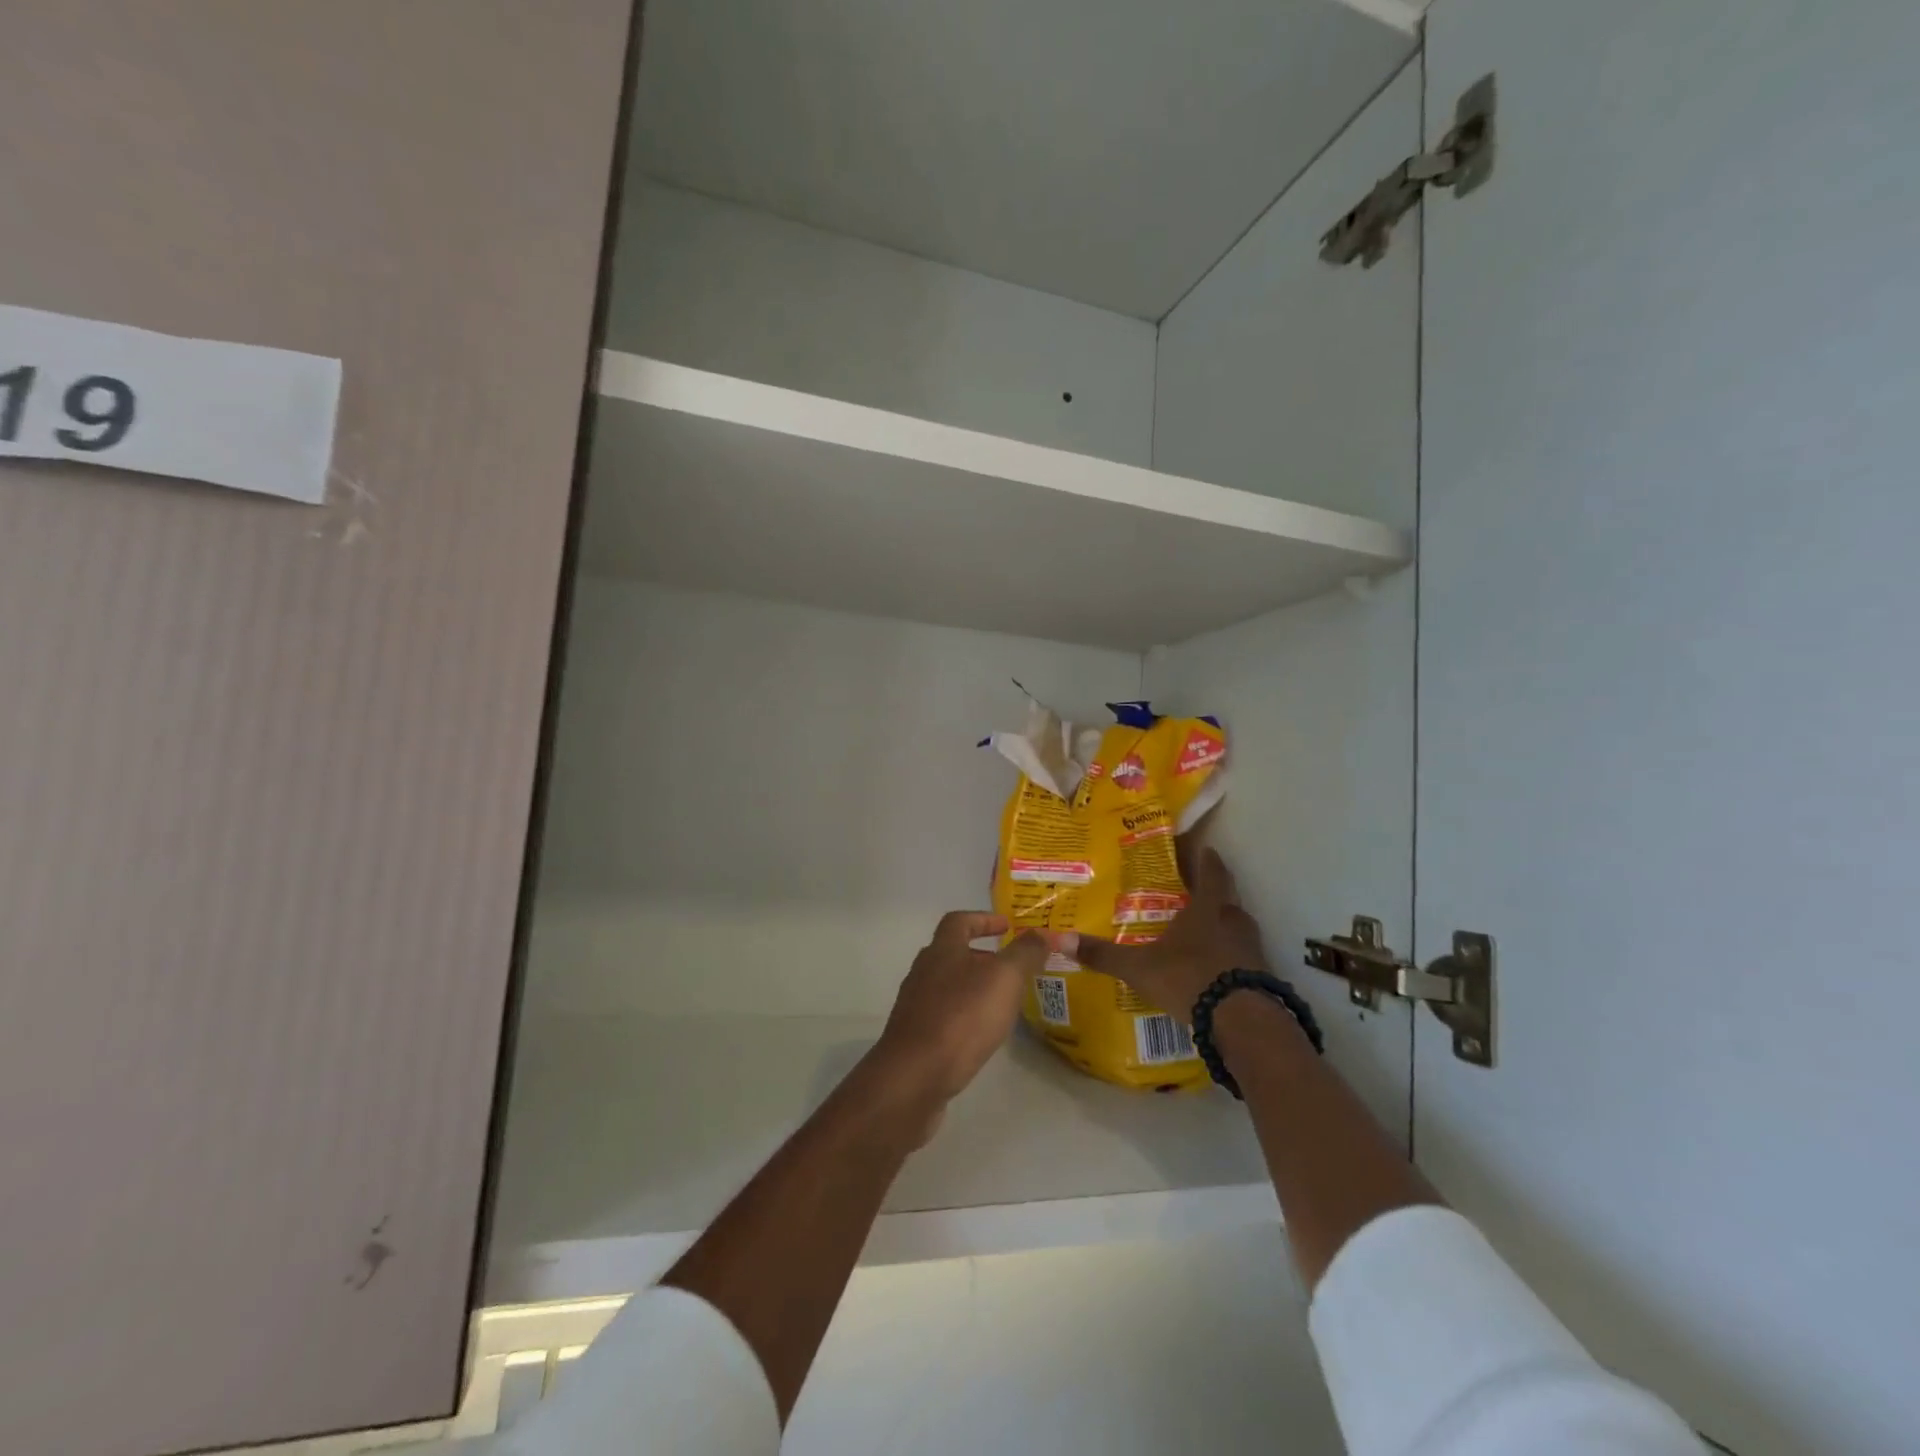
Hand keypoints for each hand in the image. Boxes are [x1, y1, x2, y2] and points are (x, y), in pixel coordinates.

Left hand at [869, 913, 1046, 1114]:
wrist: (914, 1076)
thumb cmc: (962, 1017)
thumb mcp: (1004, 978)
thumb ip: (1025, 953)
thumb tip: (1041, 934)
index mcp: (942, 950)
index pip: (959, 921)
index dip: (983, 919)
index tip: (1007, 925)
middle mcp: (923, 972)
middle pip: (952, 953)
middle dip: (982, 956)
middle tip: (1012, 968)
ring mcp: (915, 1006)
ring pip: (948, 986)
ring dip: (974, 987)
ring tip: (1003, 1002)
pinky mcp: (915, 1038)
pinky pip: (943, 1016)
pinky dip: (964, 1016)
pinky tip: (981, 1033)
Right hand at [1059, 849, 1265, 1021]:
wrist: (1241, 1021)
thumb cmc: (1189, 978)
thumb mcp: (1139, 968)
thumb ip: (1103, 954)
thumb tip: (1059, 939)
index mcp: (1207, 909)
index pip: (1212, 872)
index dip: (1207, 859)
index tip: (1204, 848)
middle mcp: (1233, 922)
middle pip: (1227, 898)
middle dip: (1213, 893)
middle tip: (1194, 892)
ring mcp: (1251, 950)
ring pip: (1237, 927)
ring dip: (1223, 925)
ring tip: (1201, 931)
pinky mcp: (1260, 976)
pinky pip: (1243, 956)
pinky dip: (1230, 956)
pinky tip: (1214, 968)